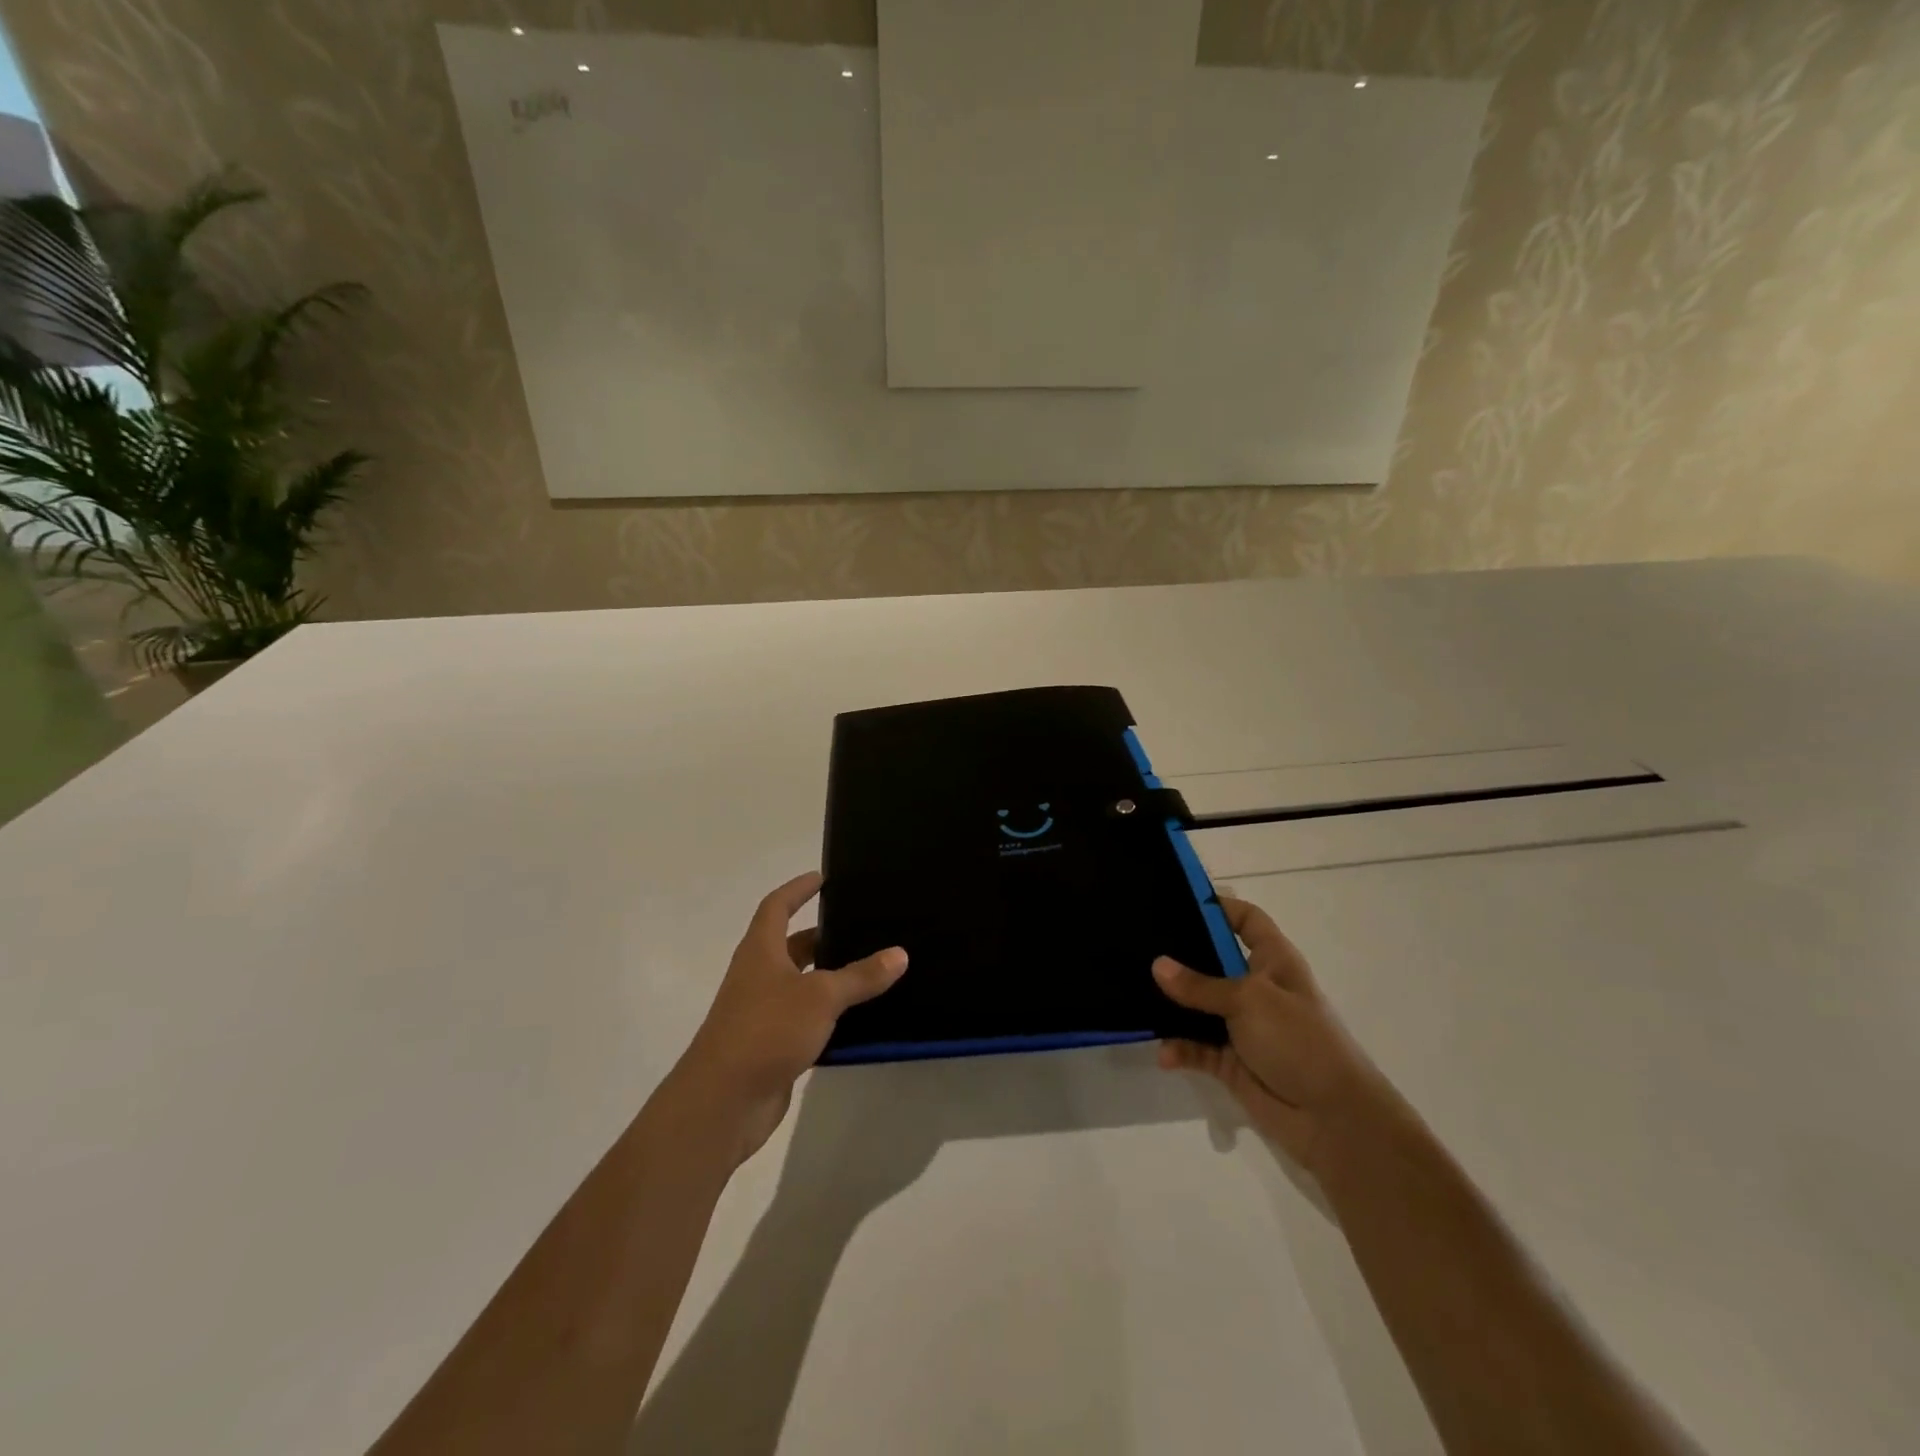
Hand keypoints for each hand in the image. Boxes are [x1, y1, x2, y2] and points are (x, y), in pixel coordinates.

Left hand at [673, 872, 907, 1165]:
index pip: (777, 906)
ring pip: (802, 985)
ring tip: (872, 970)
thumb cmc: (767, 1030)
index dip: (798, 889)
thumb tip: (899, 953)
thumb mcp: (821, 996)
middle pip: (792, 946)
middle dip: (824, 937)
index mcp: (761, 951)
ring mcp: (763, 1013)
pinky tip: (860, 1019)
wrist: (723, 1102)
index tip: (823, 878)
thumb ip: (861, 976)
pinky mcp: (772, 1046)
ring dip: (830, 978)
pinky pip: (806, 1019)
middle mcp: (759, 976)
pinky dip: (830, 1015)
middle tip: (863, 929)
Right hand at [1153, 895, 1400, 1174]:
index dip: (1218, 906)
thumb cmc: (1300, 1041)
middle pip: (1212, 960)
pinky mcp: (1231, 1061)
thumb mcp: (1250, 1000)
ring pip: (1198, 1006)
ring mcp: (1243, 1026)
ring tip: (1134, 995)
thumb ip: (1201, 984)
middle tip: (1137, 944)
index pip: (1246, 920)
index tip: (1176, 899)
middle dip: (1180, 955)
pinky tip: (1164, 1053)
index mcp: (1272, 961)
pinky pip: (1196, 1048)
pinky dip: (1180, 1049)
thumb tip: (1157, 965)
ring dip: (1172, 1006)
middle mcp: (1255, 988)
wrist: (1335, 1120)